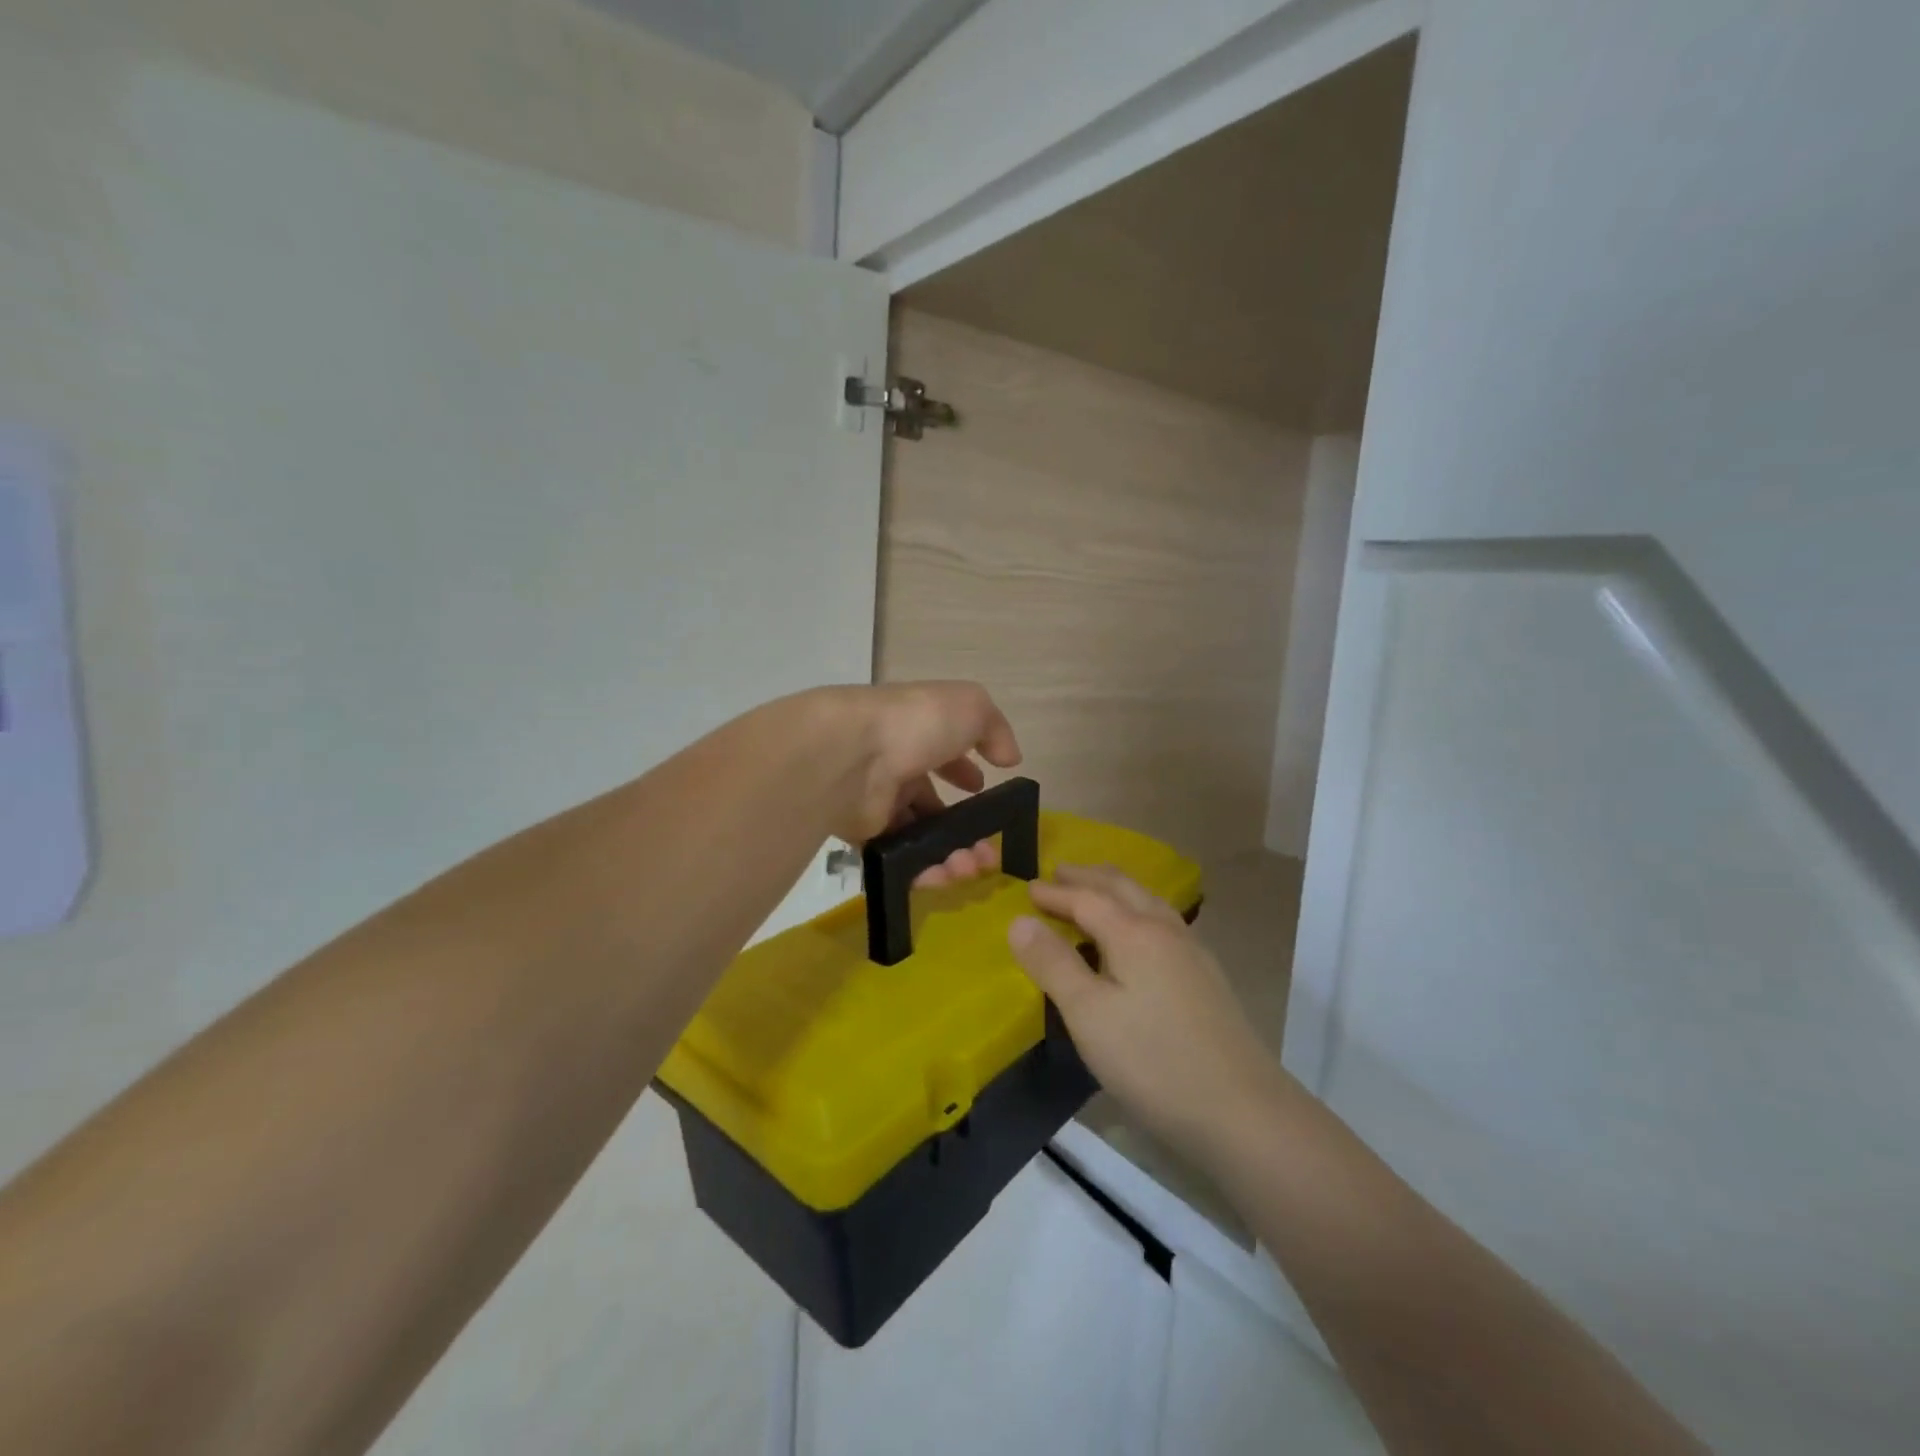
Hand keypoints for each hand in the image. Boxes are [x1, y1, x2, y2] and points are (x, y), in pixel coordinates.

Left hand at [808, 682, 1023, 884]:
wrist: (853, 755)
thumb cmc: (915, 723)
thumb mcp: (970, 707)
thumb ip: (995, 729)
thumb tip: (1009, 757)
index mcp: (915, 733)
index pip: (940, 754)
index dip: (963, 771)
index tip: (982, 790)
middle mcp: (894, 767)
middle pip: (933, 804)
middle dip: (965, 829)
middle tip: (986, 852)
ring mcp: (876, 802)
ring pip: (919, 837)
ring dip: (950, 855)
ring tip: (968, 868)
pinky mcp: (863, 835)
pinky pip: (897, 860)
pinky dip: (922, 872)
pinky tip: (942, 876)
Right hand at [1009, 865, 1285, 1153]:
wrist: (1244, 1112)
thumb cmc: (1153, 1062)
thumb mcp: (1088, 1015)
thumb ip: (1053, 964)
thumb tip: (1019, 920)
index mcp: (1134, 933)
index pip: (1086, 899)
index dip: (1054, 893)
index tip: (1028, 888)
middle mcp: (1166, 930)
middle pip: (1122, 888)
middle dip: (1088, 877)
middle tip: (1059, 873)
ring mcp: (1193, 953)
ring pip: (1149, 901)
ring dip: (1116, 889)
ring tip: (1096, 891)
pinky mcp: (1207, 978)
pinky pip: (1163, 922)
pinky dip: (1138, 910)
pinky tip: (1140, 935)